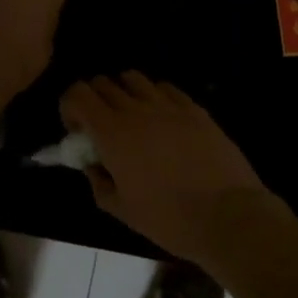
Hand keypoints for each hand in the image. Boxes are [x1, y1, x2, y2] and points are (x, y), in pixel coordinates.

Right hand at [60, 72, 277, 264]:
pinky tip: (162, 119)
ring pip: (133, 78)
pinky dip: (154, 96)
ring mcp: (167, 105)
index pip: (77, 93)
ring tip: (132, 118)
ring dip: (123, 93)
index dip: (70, 107)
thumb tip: (93, 163)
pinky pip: (165, 87)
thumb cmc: (168, 219)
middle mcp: (136, 109)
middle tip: (102, 127)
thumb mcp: (121, 210)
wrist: (227, 216)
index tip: (78, 131)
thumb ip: (98, 181)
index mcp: (112, 132)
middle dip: (94, 99)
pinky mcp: (194, 108)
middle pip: (102, 82)